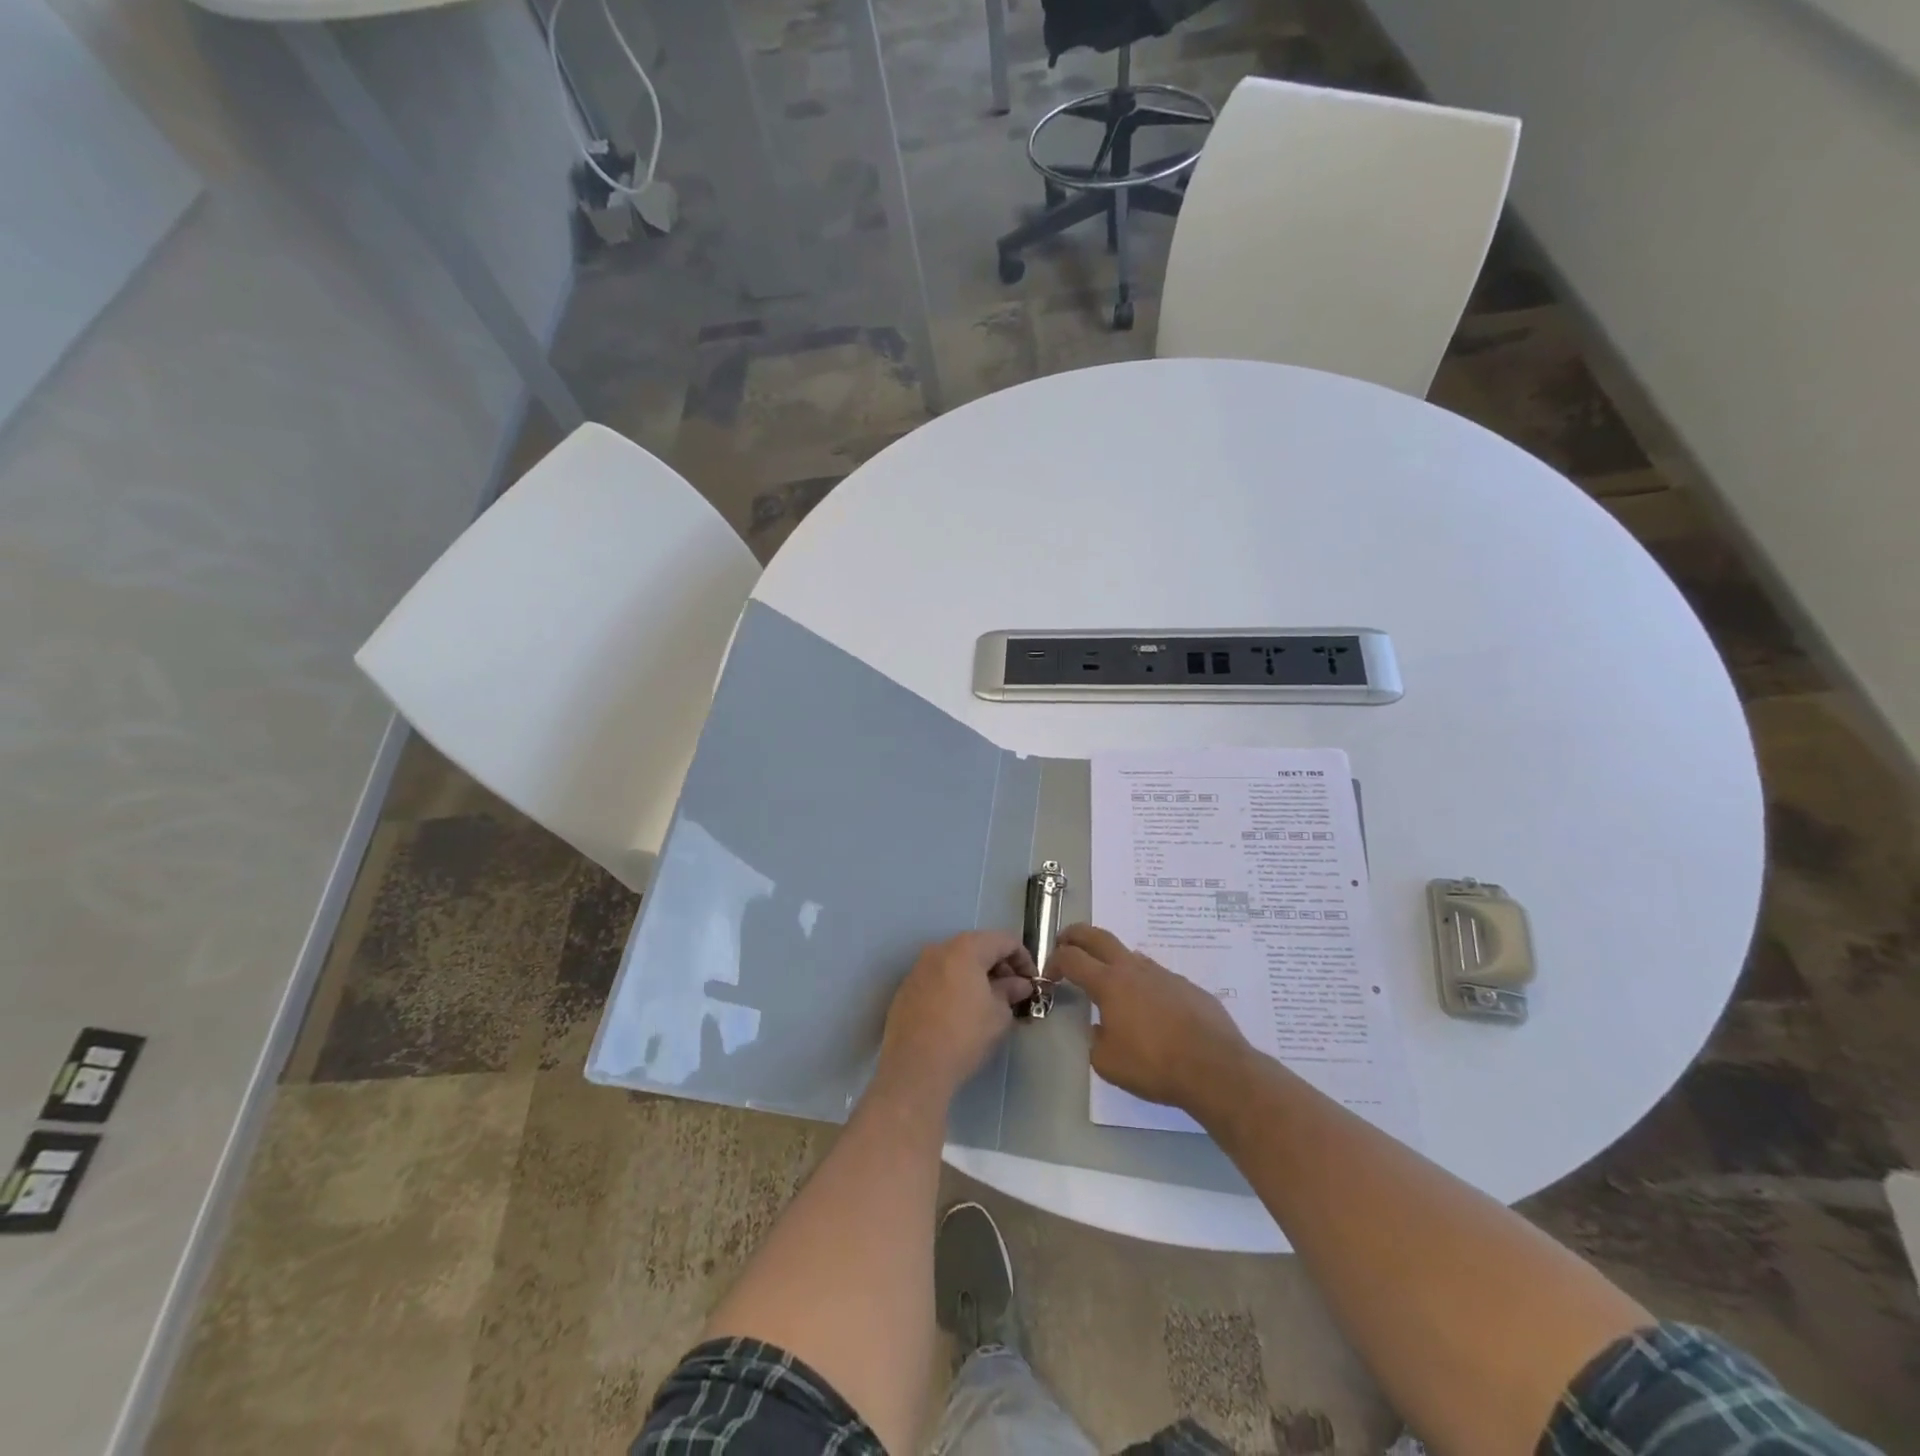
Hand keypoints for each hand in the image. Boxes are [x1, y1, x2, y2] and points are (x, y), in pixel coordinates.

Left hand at [875, 931, 1035, 1105]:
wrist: (914, 1068)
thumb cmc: (964, 1036)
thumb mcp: (999, 1015)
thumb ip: (1011, 992)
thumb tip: (1019, 984)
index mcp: (966, 948)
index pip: (1004, 940)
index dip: (1024, 959)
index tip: (1032, 983)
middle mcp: (939, 949)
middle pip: (978, 947)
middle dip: (1000, 967)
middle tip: (1013, 994)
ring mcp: (919, 967)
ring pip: (956, 963)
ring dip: (977, 977)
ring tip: (989, 1004)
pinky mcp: (906, 988)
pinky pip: (939, 978)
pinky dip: (955, 986)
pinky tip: (961, 1012)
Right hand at [1052, 924, 1252, 1112]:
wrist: (1214, 1069)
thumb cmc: (1154, 1065)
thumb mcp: (1107, 1062)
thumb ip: (1096, 1039)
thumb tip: (1101, 1027)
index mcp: (1109, 983)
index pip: (1072, 958)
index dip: (1055, 961)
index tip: (1050, 974)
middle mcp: (1134, 969)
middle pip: (1099, 937)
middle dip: (1077, 935)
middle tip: (1065, 941)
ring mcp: (1164, 975)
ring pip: (1131, 956)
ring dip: (1113, 961)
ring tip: (1110, 983)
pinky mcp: (1188, 987)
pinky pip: (1158, 978)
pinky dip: (1145, 985)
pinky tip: (1152, 1012)